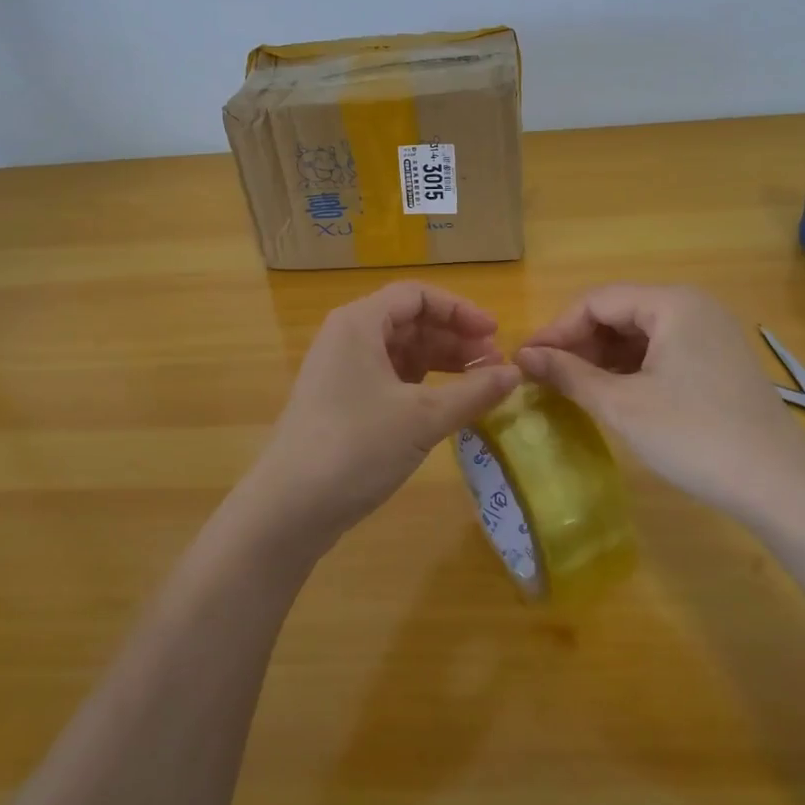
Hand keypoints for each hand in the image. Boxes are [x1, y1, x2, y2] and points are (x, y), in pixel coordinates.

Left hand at [243, 282, 520, 555]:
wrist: (289, 508)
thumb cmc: (357, 447)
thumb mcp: (423, 418)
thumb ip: (473, 392)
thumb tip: (515, 374)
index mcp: (359, 323)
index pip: (417, 296)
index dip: (460, 311)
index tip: (495, 335)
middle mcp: (347, 338)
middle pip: (409, 322)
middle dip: (455, 340)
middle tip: (494, 366)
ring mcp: (341, 371)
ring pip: (400, 352)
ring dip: (441, 363)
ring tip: (479, 386)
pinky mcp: (341, 402)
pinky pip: (389, 378)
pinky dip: (421, 386)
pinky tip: (448, 405)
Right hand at [517, 284, 804, 519]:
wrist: (780, 487)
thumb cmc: (694, 437)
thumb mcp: (622, 405)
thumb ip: (569, 374)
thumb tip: (523, 356)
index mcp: (672, 303)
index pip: (597, 301)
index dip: (556, 329)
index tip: (525, 360)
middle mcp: (693, 307)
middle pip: (619, 313)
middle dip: (578, 343)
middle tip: (545, 376)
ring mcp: (710, 335)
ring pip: (639, 334)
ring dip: (602, 357)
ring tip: (571, 387)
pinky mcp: (718, 362)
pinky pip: (661, 352)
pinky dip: (630, 369)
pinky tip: (611, 394)